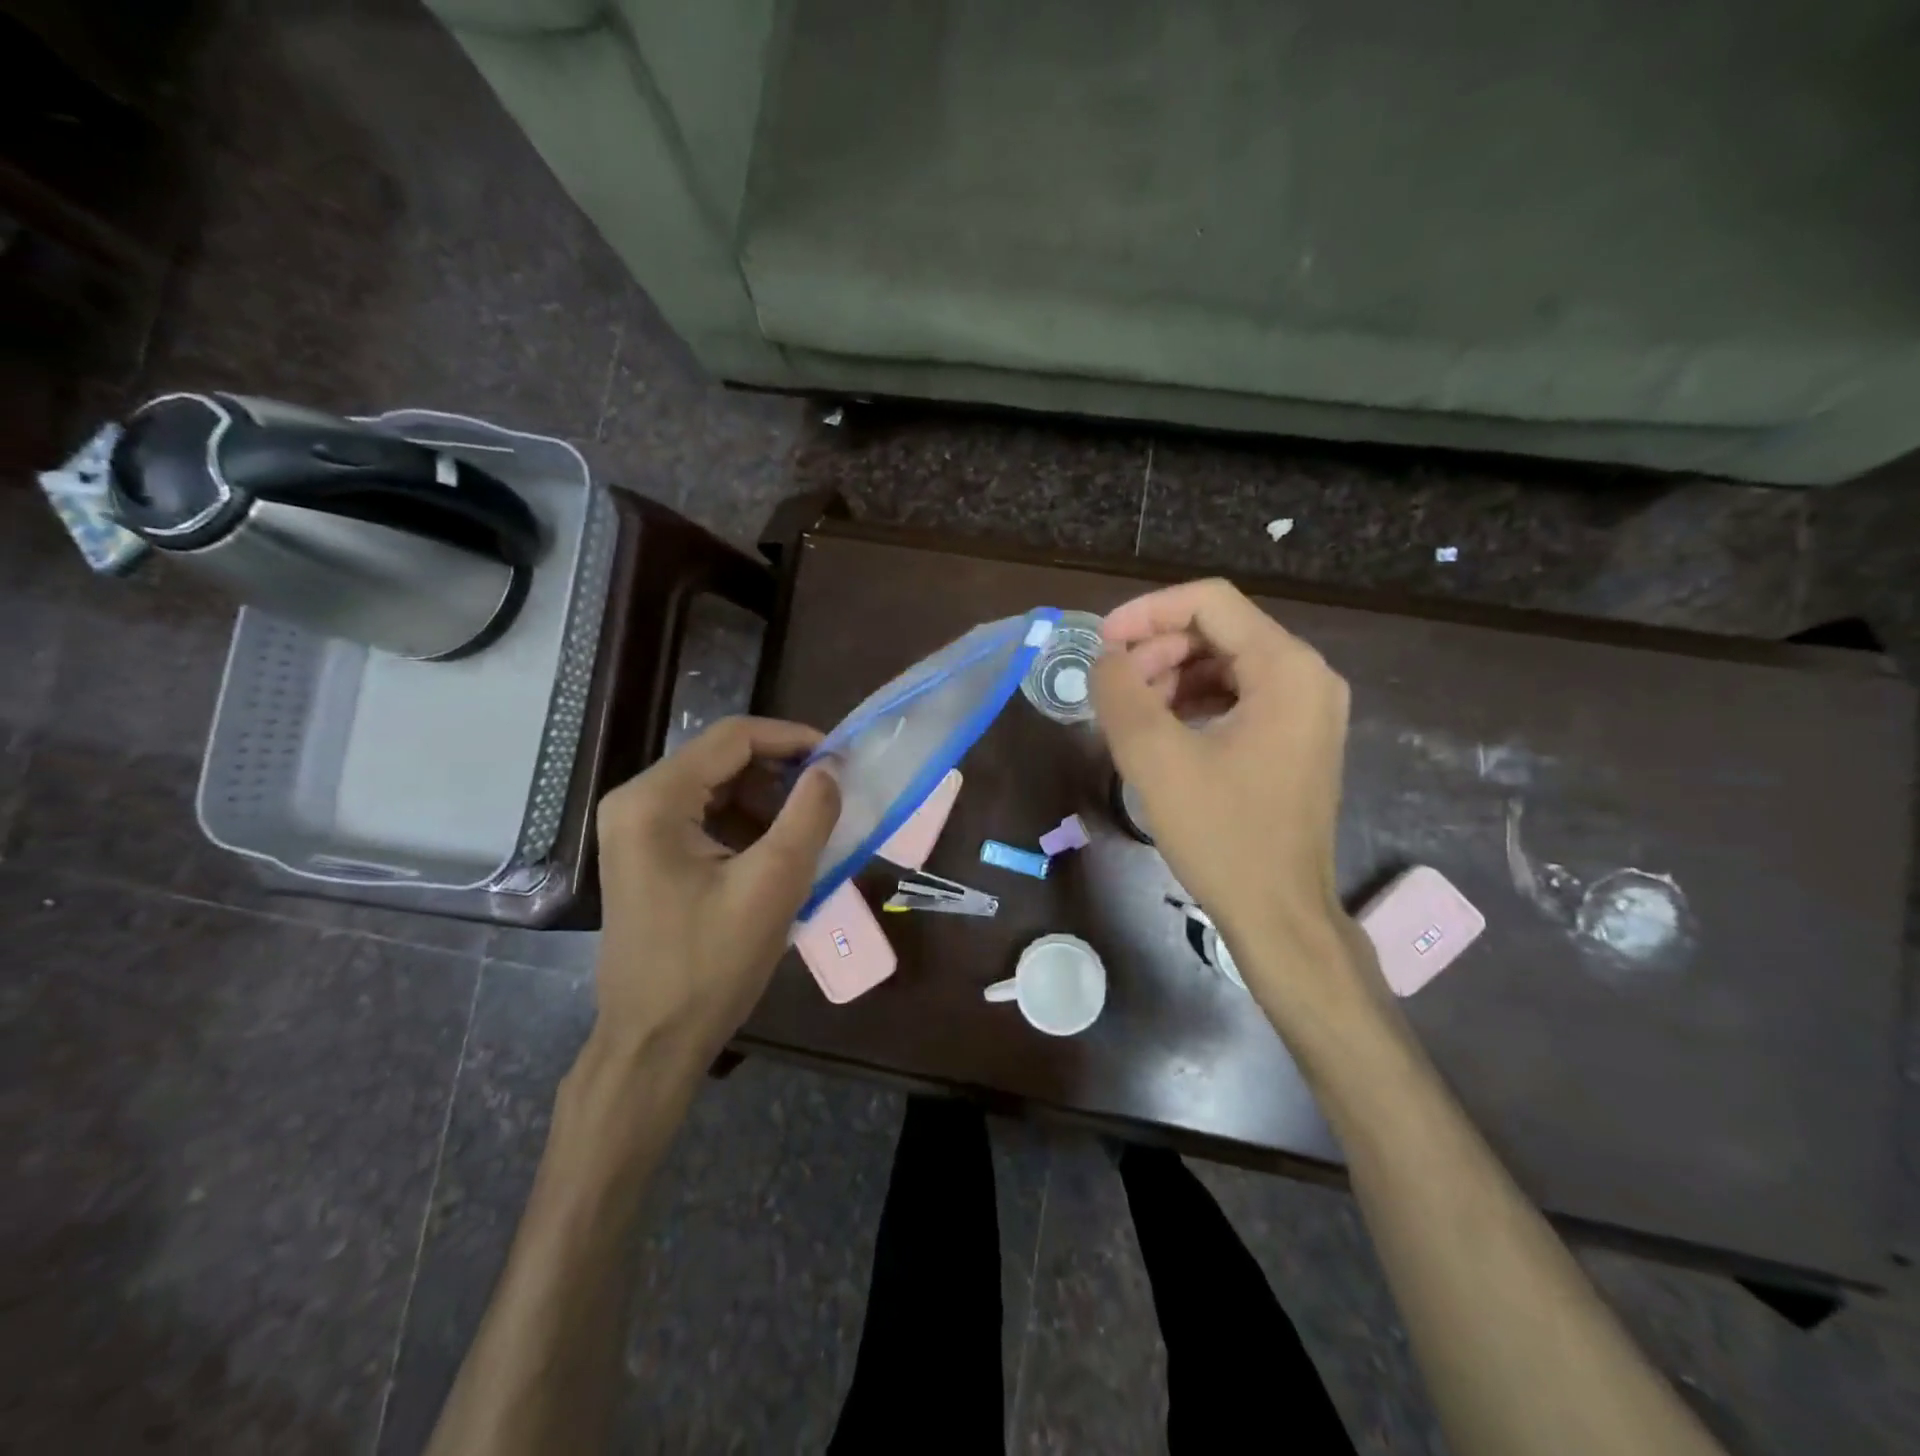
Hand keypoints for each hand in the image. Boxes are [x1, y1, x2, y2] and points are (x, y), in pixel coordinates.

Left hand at [591, 717, 840, 1066]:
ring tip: (808, 834)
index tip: (840, 758)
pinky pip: (706, 818)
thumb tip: (831, 767)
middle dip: (781, 774)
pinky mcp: (647, 855)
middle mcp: (636, 802)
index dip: (792, 738)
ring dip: (767, 803)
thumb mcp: (774, 885)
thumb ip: (809, 815)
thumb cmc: (711, 964)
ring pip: (718, 788)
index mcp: (654, 800)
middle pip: (722, 759)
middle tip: (830, 797)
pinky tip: (776, 856)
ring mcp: (636, 830)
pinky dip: (747, 826)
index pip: (733, 737)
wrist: (654, 1043)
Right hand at [1091, 579, 1377, 1030]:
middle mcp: (1307, 677)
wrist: (1279, 914)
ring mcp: (1306, 710)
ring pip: (1224, 665)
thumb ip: (1121, 692)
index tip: (1101, 643)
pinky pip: (1237, 698)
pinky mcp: (1294, 740)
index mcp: (1286, 668)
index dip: (1147, 612)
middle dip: (1157, 651)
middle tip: (1113, 689)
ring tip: (1130, 715)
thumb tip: (1105, 659)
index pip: (1209, 603)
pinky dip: (1192, 704)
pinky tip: (1160, 734)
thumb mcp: (1156, 758)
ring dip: (1170, 679)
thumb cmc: (1223, 834)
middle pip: (1218, 632)